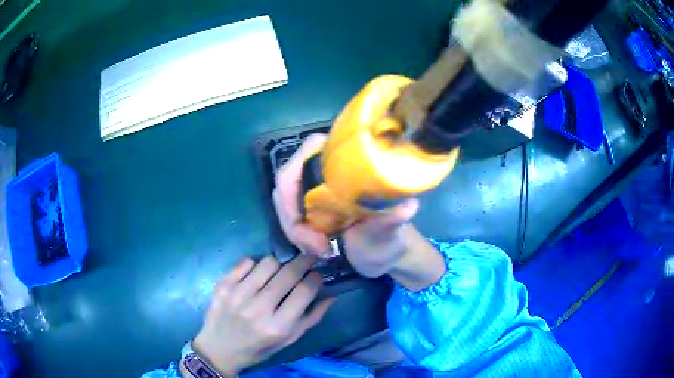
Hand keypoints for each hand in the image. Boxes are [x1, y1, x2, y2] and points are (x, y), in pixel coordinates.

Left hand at [190, 256, 333, 375]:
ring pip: (268, 263)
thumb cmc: (258, 348)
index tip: (318, 274)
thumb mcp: (288, 340)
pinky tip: (256, 276)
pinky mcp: (222, 285)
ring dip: (278, 265)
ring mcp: (237, 295)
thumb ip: (311, 318)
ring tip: (277, 273)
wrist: (219, 349)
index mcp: (278, 326)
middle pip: (288, 273)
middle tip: (307, 261)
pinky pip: (246, 262)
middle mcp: (258, 309)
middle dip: (304, 262)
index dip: (316, 278)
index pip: (305, 291)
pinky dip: (255, 265)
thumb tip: (331, 295)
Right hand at [273, 134, 442, 288]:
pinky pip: (289, 213)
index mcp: (350, 166)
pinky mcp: (310, 205)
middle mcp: (329, 171)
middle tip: (316, 246)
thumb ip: (392, 221)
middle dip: (292, 216)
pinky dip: (296, 233)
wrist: (383, 256)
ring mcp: (317, 188)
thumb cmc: (388, 241)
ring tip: (320, 250)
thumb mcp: (387, 234)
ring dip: (295, 229)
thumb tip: (410, 206)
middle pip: (288, 180)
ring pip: (285, 199)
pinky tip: (315, 248)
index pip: (310, 151)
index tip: (300, 218)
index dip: (293, 180)